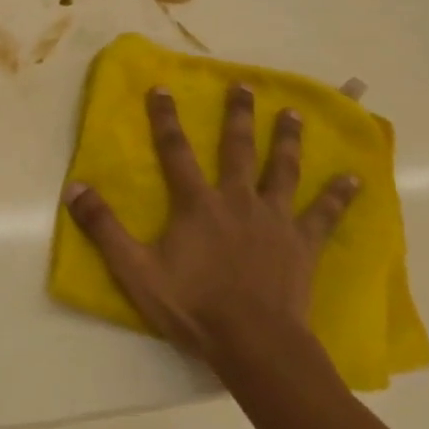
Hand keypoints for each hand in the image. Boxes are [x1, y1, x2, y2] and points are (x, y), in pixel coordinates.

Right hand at [63, 85, 357, 364]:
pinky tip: (354, 178)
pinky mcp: (302, 244)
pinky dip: (339, 195)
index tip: (162, 88)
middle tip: (244, 84)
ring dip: (286, 140)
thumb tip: (74, 187)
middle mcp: (237, 200)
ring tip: (292, 114)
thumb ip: (104, 228)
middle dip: (238, 115)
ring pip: (282, 170)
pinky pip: (324, 214)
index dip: (166, 119)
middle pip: (238, 149)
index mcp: (197, 204)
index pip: (176, 151)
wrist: (254, 344)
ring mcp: (275, 220)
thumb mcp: (135, 270)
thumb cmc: (193, 306)